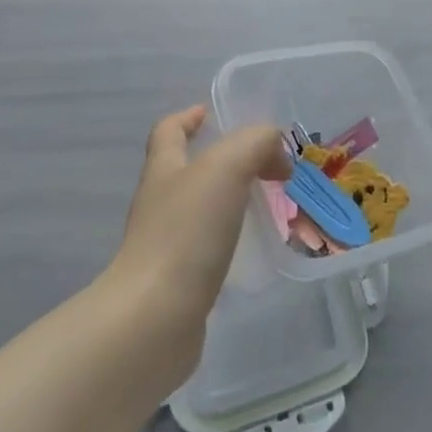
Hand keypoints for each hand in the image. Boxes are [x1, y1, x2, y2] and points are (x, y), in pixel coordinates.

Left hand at [104, 106, 288, 378]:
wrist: (155, 318)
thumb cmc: (186, 231)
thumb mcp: (226, 167)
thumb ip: (255, 144)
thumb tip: (276, 152)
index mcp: (164, 169)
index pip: (169, 131)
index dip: (188, 118)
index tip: (211, 113)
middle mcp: (160, 203)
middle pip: (187, 169)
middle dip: (222, 161)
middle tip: (266, 163)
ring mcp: (166, 245)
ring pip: (202, 209)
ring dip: (232, 201)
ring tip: (271, 203)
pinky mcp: (179, 282)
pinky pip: (209, 248)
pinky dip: (232, 240)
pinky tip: (257, 247)